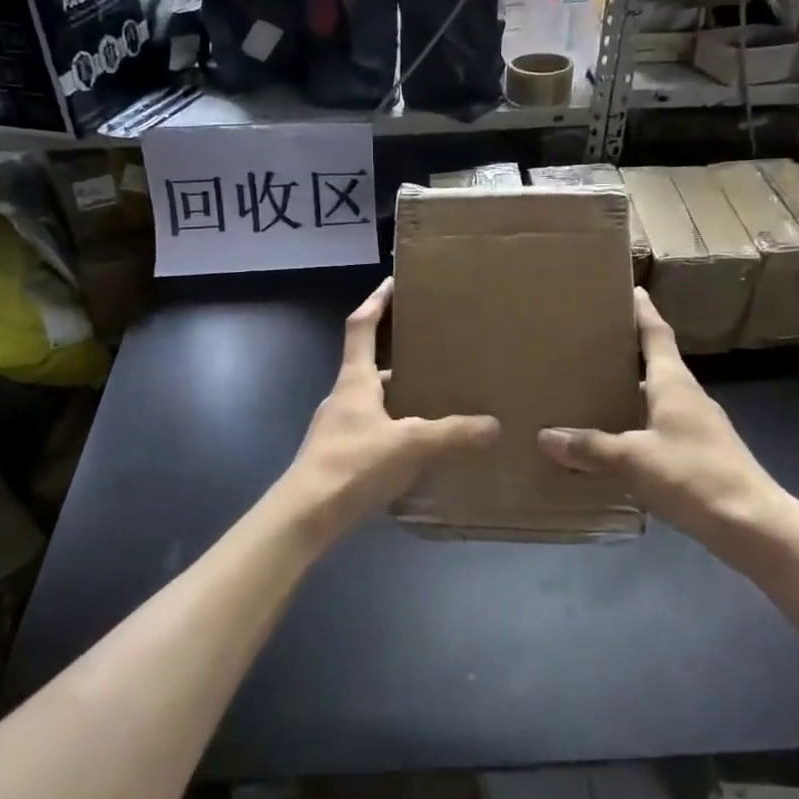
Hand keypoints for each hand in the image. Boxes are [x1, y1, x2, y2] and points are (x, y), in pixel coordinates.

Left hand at [282, 279, 499, 534]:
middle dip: (402, 358)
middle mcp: (343, 397)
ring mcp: (338, 428)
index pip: (361, 327)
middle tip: (438, 355)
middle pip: (372, 366)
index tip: (393, 282)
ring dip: (401, 398)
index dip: (376, 302)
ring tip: (438, 402)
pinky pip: (374, 431)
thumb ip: (453, 434)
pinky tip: (418, 448)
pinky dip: (396, 430)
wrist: (304, 516)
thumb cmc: (352, 465)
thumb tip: (495, 425)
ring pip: (375, 402)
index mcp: (354, 381)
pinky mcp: (340, 456)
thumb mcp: (410, 445)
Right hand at [537, 289, 793, 562]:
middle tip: (589, 344)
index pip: (657, 335)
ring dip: (629, 391)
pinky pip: (659, 427)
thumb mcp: (633, 459)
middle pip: (655, 364)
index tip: (630, 289)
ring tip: (592, 390)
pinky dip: (636, 425)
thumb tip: (545, 436)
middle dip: (625, 352)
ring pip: (656, 398)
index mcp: (674, 384)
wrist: (753, 525)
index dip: (643, 312)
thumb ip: (590, 448)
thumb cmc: (693, 476)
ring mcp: (697, 426)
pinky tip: (615, 440)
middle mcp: (687, 397)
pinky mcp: (700, 454)